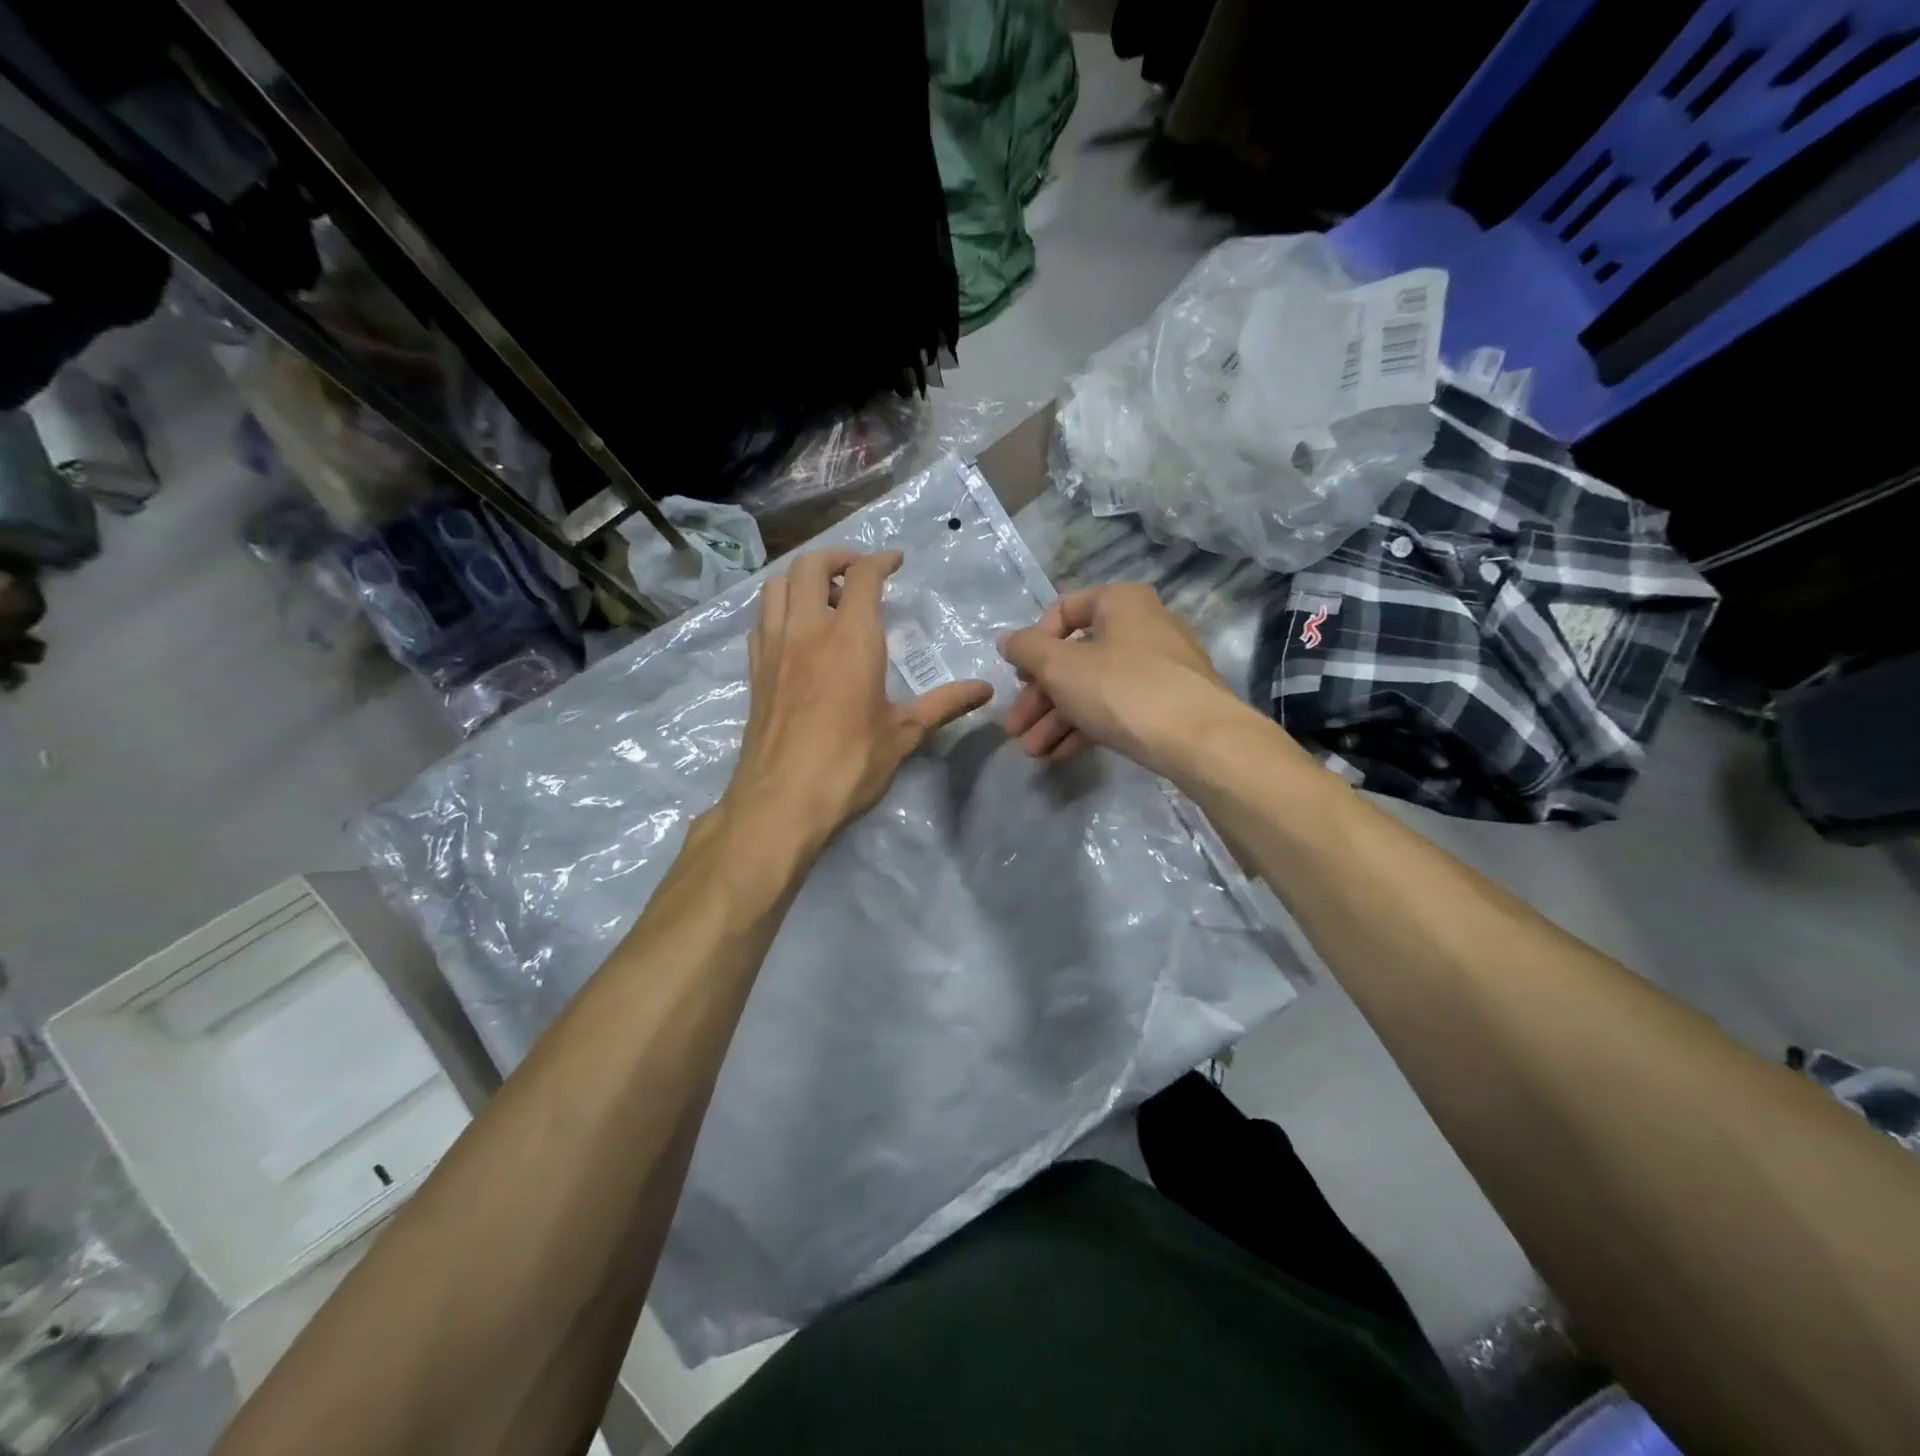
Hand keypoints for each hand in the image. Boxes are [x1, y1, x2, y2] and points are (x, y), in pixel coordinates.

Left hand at [722, 549, 991, 847]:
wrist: (782, 801)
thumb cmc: (850, 764)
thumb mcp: (904, 733)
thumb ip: (944, 704)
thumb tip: (986, 689)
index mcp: (850, 638)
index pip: (863, 576)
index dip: (881, 560)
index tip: (896, 560)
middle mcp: (807, 630)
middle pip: (810, 566)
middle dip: (837, 557)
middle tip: (859, 572)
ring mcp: (774, 648)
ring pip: (778, 586)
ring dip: (802, 578)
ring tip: (825, 596)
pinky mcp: (755, 671)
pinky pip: (762, 620)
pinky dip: (779, 608)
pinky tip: (796, 631)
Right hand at [998, 584, 1244, 778]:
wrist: (1199, 740)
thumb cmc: (1122, 688)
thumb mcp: (1061, 666)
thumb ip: (1026, 650)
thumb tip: (1008, 641)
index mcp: (1120, 603)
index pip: (1062, 610)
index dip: (1033, 643)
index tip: (1019, 676)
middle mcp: (1142, 627)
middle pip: (1075, 657)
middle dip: (1039, 697)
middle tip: (1015, 728)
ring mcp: (1158, 668)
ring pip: (1093, 687)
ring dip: (1056, 719)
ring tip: (1032, 752)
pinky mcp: (1167, 704)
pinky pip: (1115, 708)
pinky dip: (1085, 726)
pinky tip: (1059, 754)